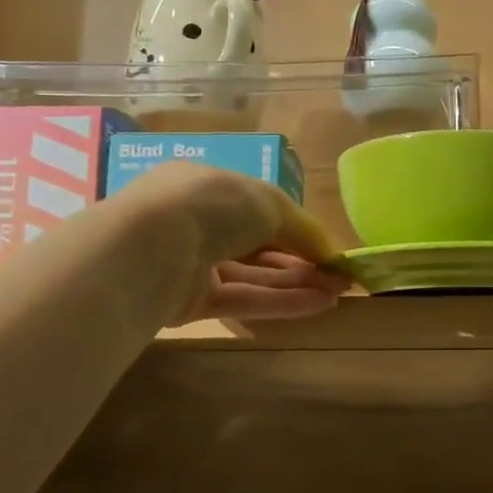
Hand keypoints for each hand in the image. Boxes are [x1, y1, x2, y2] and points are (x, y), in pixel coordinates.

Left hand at [109, 162, 348, 322]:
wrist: (151, 248)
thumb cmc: (212, 207)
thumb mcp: (269, 202)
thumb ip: (302, 228)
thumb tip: (329, 253)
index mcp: (209, 186)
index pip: (261, 209)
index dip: (298, 229)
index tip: (330, 249)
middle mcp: (198, 223)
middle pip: (259, 245)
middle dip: (303, 260)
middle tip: (341, 276)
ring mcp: (191, 264)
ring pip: (253, 275)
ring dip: (298, 283)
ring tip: (339, 293)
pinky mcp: (189, 302)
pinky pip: (242, 300)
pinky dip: (280, 302)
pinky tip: (319, 305)